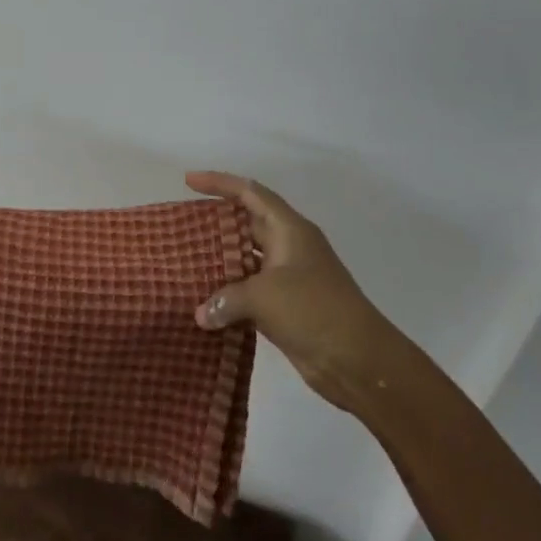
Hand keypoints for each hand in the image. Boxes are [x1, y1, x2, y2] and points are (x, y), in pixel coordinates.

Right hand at [186, 171, 410, 409]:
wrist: (358, 360)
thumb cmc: (313, 311)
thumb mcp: (264, 296)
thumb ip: (225, 299)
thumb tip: (202, 314)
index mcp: (290, 231)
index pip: (251, 194)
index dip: (220, 183)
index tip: (188, 180)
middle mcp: (290, 248)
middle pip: (247, 224)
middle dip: (216, 222)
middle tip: (182, 226)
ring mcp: (289, 279)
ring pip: (247, 260)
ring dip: (220, 262)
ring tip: (185, 262)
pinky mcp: (286, 308)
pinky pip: (249, 292)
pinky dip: (228, 295)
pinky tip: (203, 302)